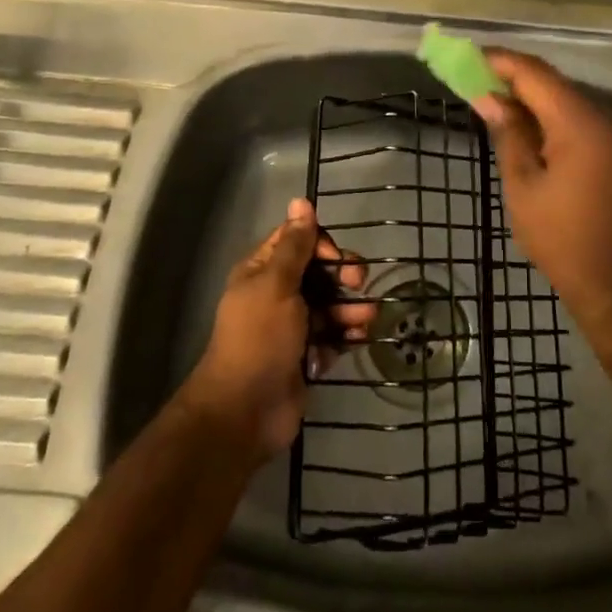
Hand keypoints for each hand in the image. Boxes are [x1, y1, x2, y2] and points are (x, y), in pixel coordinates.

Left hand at [180, 199, 374, 458]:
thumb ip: (295, 245)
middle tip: (360, 283)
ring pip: (329, 305)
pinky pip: (331, 336)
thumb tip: (301, 200)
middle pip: (319, 272)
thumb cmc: (259, 338)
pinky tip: (357, 340)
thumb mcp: (277, 285)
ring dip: (350, 309)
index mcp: (262, 272)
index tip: (336, 259)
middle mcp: (277, 294)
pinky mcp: (305, 356)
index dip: (322, 244)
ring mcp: (291, 328)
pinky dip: (345, 336)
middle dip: (342, 276)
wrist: (245, 412)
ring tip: (366, 320)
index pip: (298, 241)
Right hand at [473, 51, 611, 330]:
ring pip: (570, 101)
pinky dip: (555, 118)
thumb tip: (489, 98)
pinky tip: (531, 131)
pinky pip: (584, 120)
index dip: (501, 62)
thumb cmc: (563, 239)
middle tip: (477, 83)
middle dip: (515, 80)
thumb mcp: (523, 187)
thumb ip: (509, 134)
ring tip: (497, 106)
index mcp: (581, 123)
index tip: (469, 58)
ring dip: (535, 100)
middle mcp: (607, 117)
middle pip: (555, 84)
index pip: (535, 74)